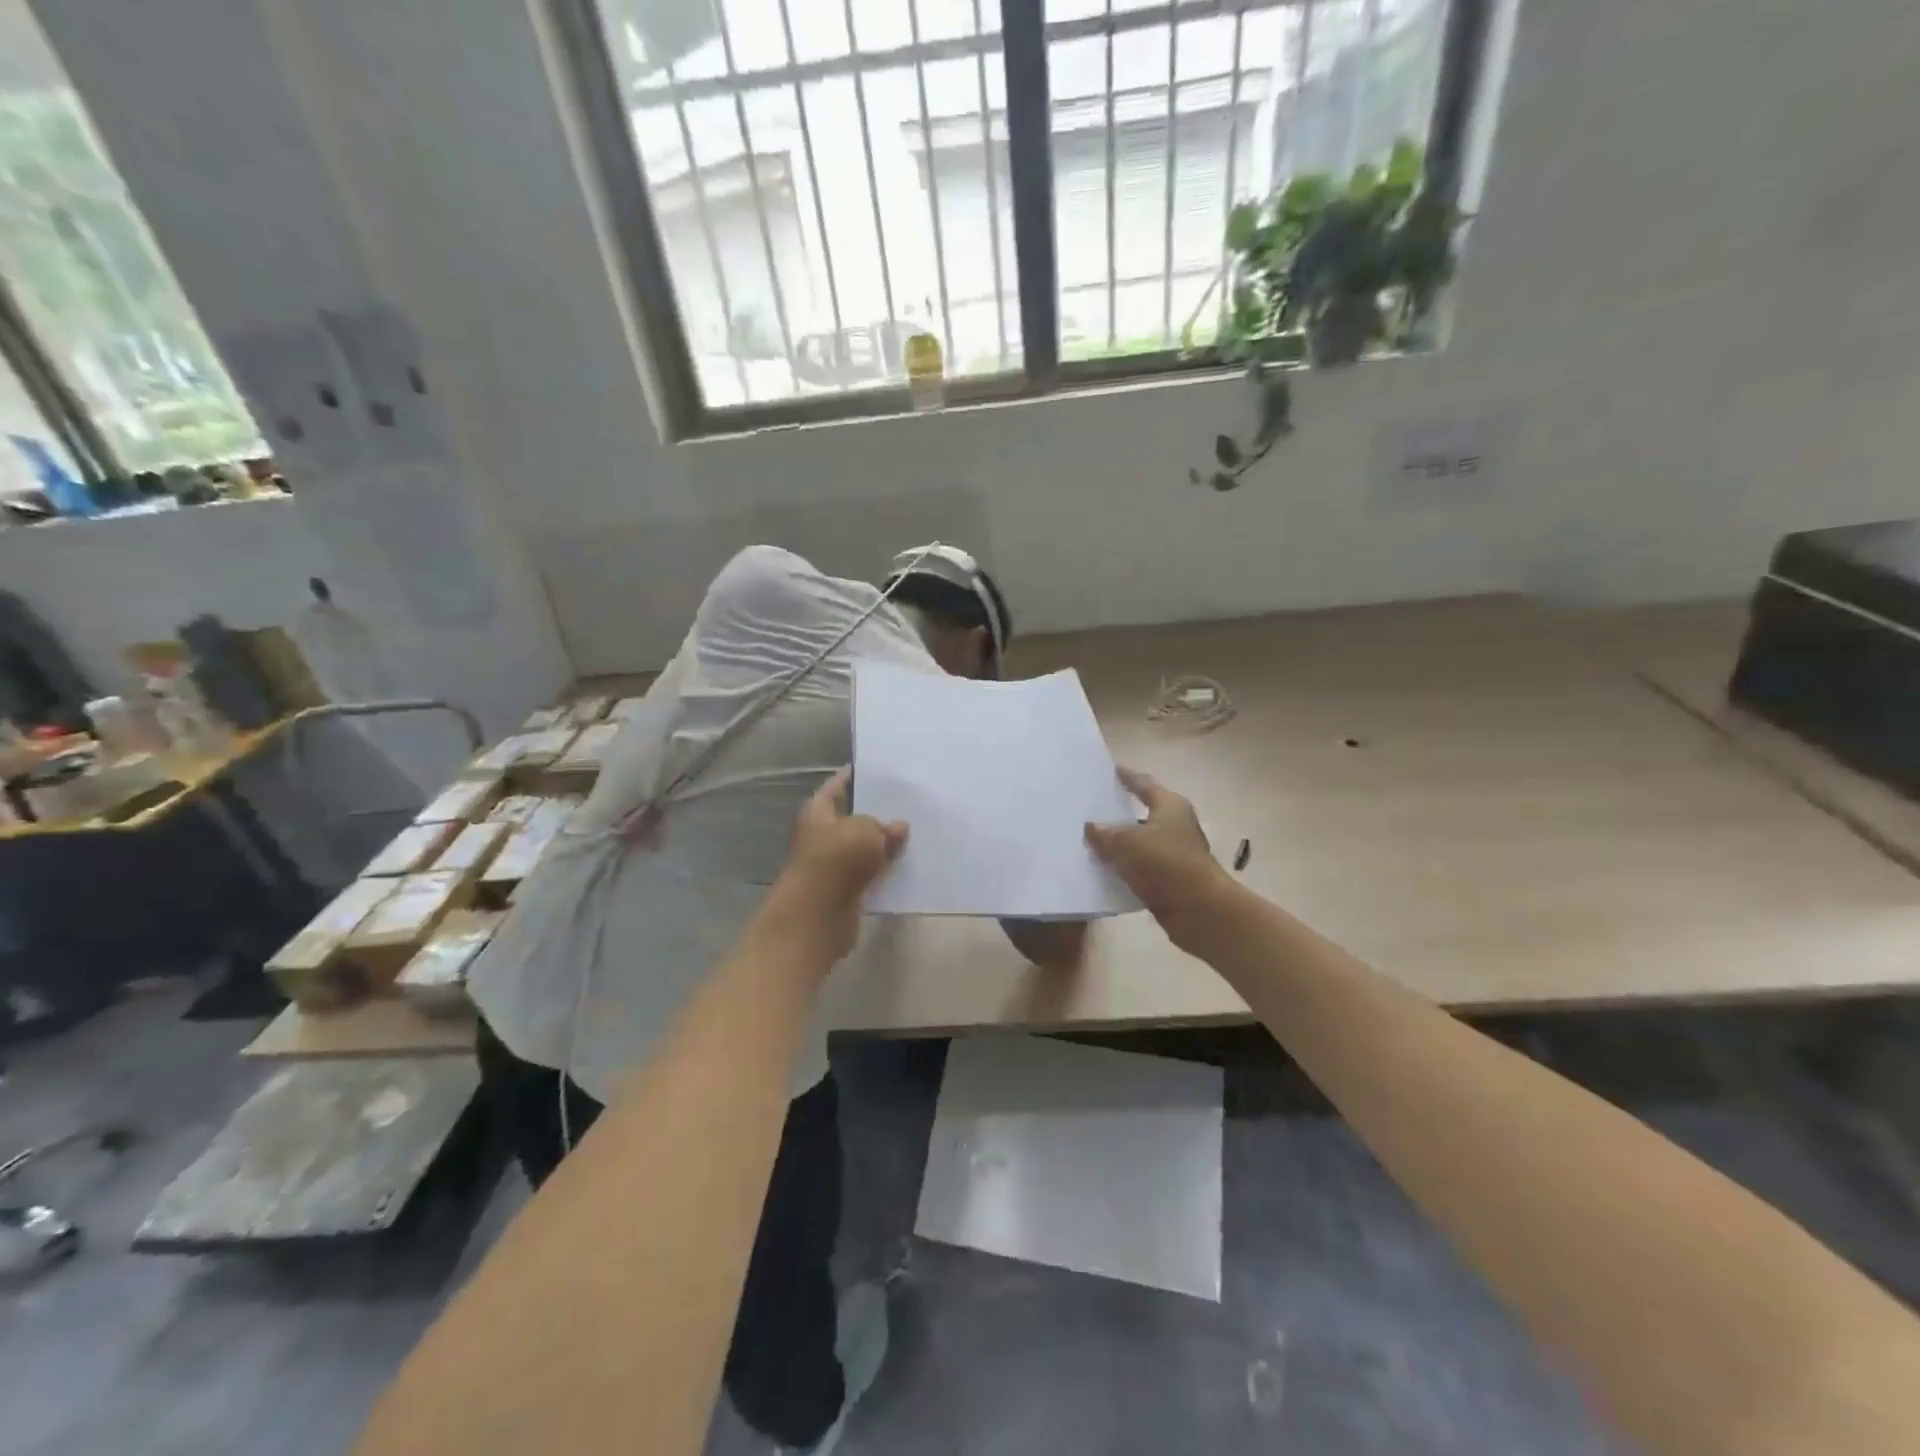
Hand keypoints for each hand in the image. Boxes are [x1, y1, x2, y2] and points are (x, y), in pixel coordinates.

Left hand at [775, 769, 907, 959]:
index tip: (877, 769)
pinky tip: (908, 862)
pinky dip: (884, 868)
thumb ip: (884, 826)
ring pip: (862, 846)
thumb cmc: (835, 861)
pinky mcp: (843, 889)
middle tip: (907, 800)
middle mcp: (821, 834)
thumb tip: (898, 827)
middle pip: (852, 817)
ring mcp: (832, 864)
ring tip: (915, 830)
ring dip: (883, 842)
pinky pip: (869, 872)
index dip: (854, 776)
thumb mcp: (865, 831)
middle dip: (876, 810)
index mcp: (817, 811)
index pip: (837, 786)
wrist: (816, 917)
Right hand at [1085, 767, 1233, 951]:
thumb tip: (1090, 827)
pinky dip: (1123, 867)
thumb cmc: (1166, 864)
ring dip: (1118, 843)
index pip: (1143, 783)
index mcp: (1169, 806)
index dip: (1126, 776)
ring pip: (1138, 843)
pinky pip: (1139, 867)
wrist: (1199, 910)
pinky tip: (1101, 870)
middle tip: (1089, 808)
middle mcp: (1174, 825)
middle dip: (1117, 812)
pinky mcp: (1169, 879)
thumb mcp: (1127, 843)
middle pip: (1140, 813)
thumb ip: (1105, 833)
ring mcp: (1173, 853)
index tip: (1109, 770)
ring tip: (1088, 840)